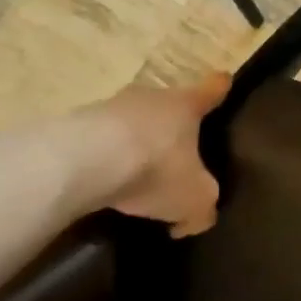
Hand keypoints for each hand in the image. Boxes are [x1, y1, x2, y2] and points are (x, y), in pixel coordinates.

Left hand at [62, 75, 230, 234]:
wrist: (82, 162)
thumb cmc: (155, 169)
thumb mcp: (195, 200)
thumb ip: (203, 208)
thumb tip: (195, 217)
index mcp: (187, 105)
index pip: (213, 89)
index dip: (220, 88)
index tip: (224, 82)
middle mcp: (151, 96)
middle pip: (168, 105)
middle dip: (172, 127)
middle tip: (174, 157)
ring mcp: (110, 106)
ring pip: (132, 123)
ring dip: (135, 144)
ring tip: (133, 179)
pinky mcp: (76, 123)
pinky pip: (100, 140)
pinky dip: (104, 159)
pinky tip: (102, 186)